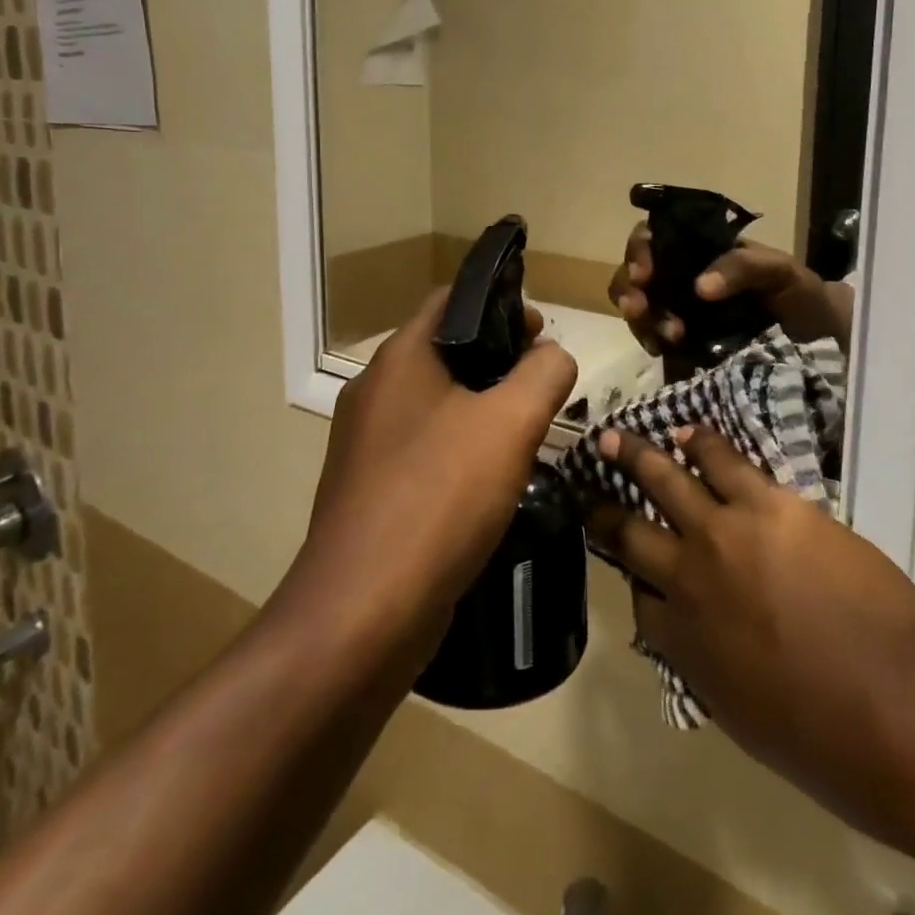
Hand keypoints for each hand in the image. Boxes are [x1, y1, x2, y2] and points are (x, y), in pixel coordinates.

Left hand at [294, 291, 576, 662]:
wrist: (361, 614)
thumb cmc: (438, 498)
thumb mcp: (510, 423)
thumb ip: (544, 374)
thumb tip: (552, 356)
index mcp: (400, 359)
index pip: (452, 301)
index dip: (501, 304)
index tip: (542, 331)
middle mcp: (376, 391)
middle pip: (447, 352)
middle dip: (500, 359)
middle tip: (545, 384)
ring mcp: (368, 444)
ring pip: (439, 404)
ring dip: (484, 407)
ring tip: (529, 431)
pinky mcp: (373, 490)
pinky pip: (427, 450)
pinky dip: (463, 449)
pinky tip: (495, 480)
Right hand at [585, 426, 914, 792]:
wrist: (896, 700)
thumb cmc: (827, 736)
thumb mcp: (746, 717)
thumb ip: (711, 669)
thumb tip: (701, 640)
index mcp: (682, 642)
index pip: (640, 602)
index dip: (636, 581)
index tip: (635, 569)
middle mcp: (687, 578)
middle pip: (630, 532)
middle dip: (602, 507)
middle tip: (585, 484)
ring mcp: (724, 532)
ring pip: (666, 480)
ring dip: (637, 456)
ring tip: (616, 436)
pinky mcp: (767, 503)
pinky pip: (724, 461)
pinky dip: (702, 443)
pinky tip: (688, 432)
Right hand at [606, 226, 852, 350]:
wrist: (820, 343)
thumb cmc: (801, 295)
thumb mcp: (780, 271)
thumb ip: (744, 266)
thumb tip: (699, 287)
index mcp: (701, 250)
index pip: (656, 237)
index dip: (640, 250)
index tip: (644, 272)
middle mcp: (682, 275)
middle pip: (635, 272)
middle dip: (628, 288)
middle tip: (639, 308)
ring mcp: (680, 310)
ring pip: (638, 306)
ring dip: (640, 318)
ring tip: (665, 336)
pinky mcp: (683, 344)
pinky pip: (651, 337)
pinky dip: (649, 340)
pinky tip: (662, 349)